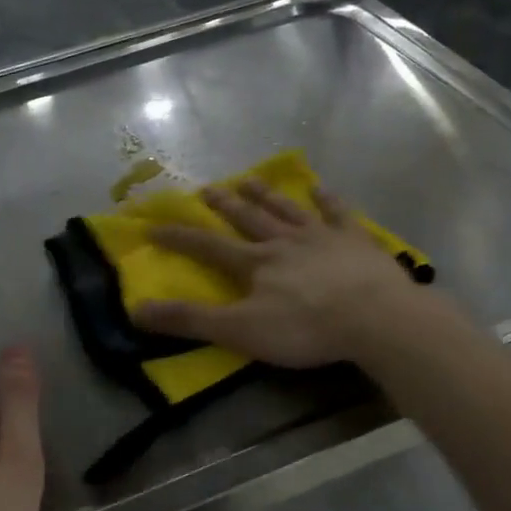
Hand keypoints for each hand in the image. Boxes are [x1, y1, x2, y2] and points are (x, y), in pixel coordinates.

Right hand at [134, 180, 417, 367]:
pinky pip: (337, 213)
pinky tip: (319, 188)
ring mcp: (322, 236)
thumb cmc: (304, 327)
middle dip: (224, 205)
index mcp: (255, 264)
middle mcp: (284, 241)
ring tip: (249, 179)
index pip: (208, 247)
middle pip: (248, 219)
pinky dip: (327, 199)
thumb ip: (191, 320)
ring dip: (266, 196)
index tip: (154, 227)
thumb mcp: (240, 330)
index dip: (179, 238)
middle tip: (207, 189)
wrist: (373, 317)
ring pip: (287, 210)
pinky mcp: (356, 240)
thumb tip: (137, 310)